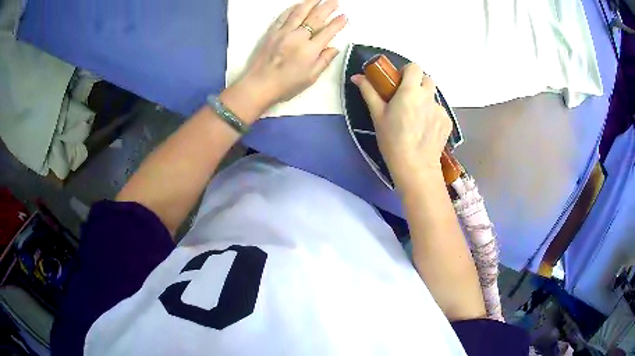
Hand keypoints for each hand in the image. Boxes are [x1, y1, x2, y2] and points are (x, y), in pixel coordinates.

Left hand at [237, 0, 346, 110]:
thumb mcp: (310, 78)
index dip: (337, 23)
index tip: (344, 16)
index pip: (327, 32)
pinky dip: (292, 8)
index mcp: (310, 50)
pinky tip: (299, 4)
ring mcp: (283, 33)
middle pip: (315, 18)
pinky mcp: (272, 32)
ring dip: (311, 3)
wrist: (258, 85)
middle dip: (327, 7)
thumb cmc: (286, 85)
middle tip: (335, 0)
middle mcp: (298, 37)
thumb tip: (334, 48)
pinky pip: (283, 16)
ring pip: (299, 13)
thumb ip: (324, 61)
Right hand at [351, 64, 451, 186]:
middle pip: (427, 79)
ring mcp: (441, 110)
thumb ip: (369, 92)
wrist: (415, 167)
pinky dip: (432, 115)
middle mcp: (429, 96)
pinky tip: (425, 130)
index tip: (400, 81)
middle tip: (407, 98)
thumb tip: (357, 76)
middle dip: (418, 84)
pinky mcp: (447, 122)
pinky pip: (439, 112)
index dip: (407, 71)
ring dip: (425, 100)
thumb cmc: (392, 140)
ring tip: (416, 119)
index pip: (414, 67)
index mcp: (411, 90)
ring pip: (433, 97)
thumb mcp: (377, 115)